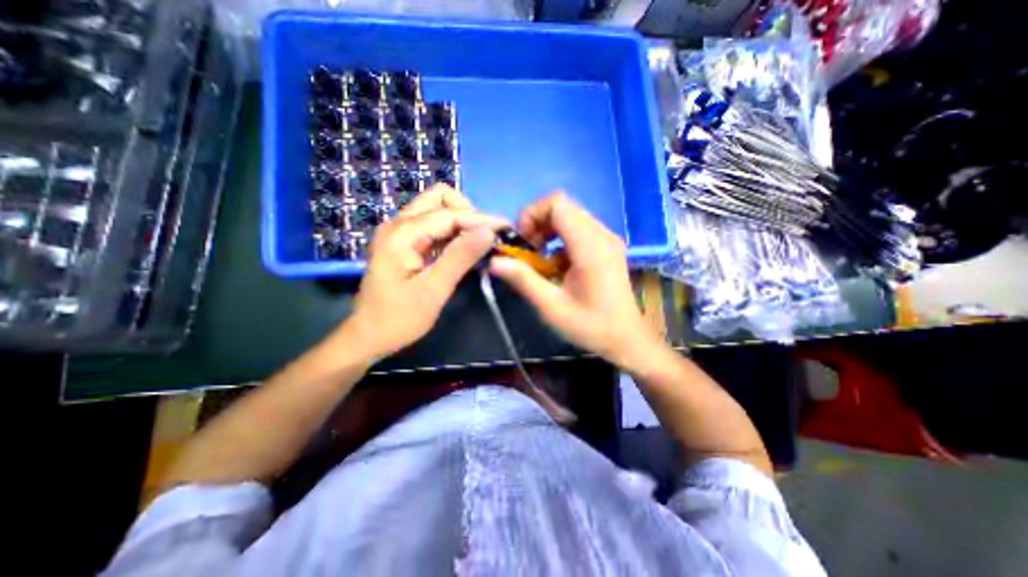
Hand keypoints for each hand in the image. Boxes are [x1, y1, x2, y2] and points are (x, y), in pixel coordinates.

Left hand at [345, 185, 504, 360]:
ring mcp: (400, 232)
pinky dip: (453, 232)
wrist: (368, 337)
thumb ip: (460, 257)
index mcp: (402, 234)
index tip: (506, 229)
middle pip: (439, 198)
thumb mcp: (434, 290)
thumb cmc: (399, 319)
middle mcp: (399, 224)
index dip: (480, 219)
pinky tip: (466, 248)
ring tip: (481, 242)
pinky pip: (434, 226)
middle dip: (468, 213)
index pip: (449, 214)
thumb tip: (489, 231)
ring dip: (462, 221)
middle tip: (486, 237)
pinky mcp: (404, 243)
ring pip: (437, 210)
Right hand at [491, 191, 666, 364]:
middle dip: (537, 223)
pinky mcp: (606, 247)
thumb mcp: (551, 307)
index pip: (558, 204)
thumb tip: (494, 261)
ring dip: (548, 231)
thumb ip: (523, 280)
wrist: (626, 339)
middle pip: (563, 207)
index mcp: (590, 246)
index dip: (532, 214)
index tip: (522, 242)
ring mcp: (606, 240)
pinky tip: (556, 265)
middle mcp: (601, 234)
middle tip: (527, 252)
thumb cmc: (590, 326)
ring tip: (539, 259)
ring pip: (570, 217)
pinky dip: (560, 240)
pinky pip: (578, 231)